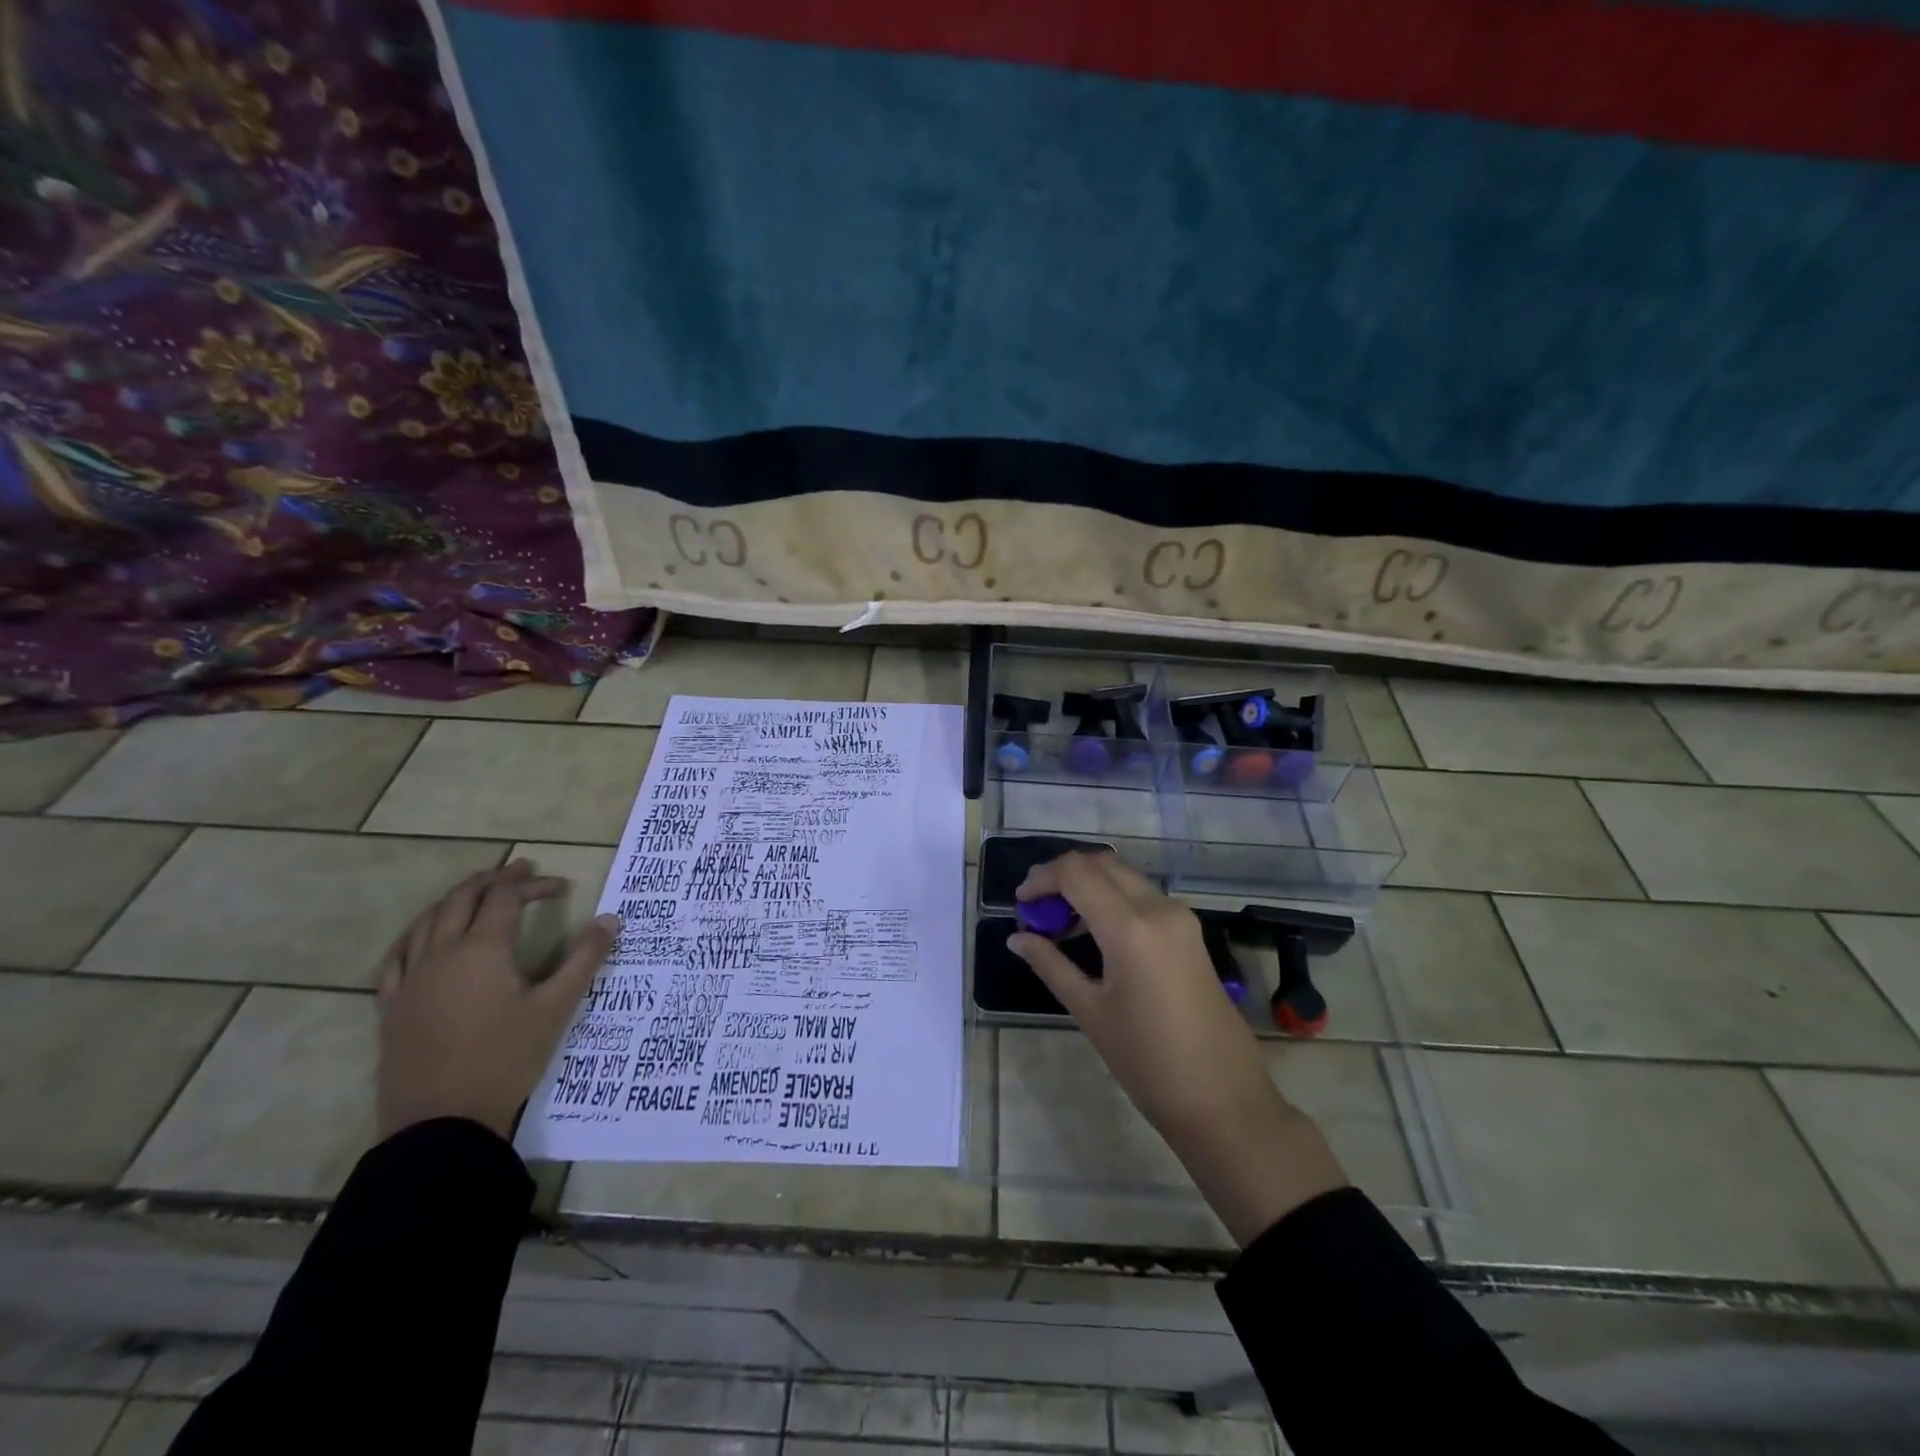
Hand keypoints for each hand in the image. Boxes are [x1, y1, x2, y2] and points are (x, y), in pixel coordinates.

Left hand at [376, 859, 618, 1141]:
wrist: (441, 1122)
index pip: (507, 898)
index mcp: (482, 949)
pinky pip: (397, 956)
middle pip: (462, 899)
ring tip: (477, 892)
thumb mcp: (556, 1008)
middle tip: (521, 870)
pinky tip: (423, 937)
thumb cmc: (505, 1059)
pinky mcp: (391, 1005)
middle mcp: (441, 953)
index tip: (561, 886)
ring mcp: (410, 979)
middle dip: (494, 879)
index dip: (534, 884)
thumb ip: (585, 959)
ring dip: (455, 898)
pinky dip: (416, 934)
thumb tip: (611, 919)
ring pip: (426, 920)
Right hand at [1009, 852, 1345, 1243]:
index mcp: (1130, 927)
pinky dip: (1112, 897)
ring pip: (1124, 875)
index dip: (1042, 878)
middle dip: (1064, 874)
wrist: (1223, 1099)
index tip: (1021, 904)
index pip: (1076, 872)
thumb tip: (1017, 938)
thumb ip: (1051, 965)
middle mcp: (1158, 909)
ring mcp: (1179, 917)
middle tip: (1037, 905)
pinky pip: (1143, 896)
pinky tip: (1094, 930)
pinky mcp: (1189, 931)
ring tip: (1060, 920)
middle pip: (1102, 863)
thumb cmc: (1148, 1061)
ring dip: (1089, 884)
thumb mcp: (1090, 1011)